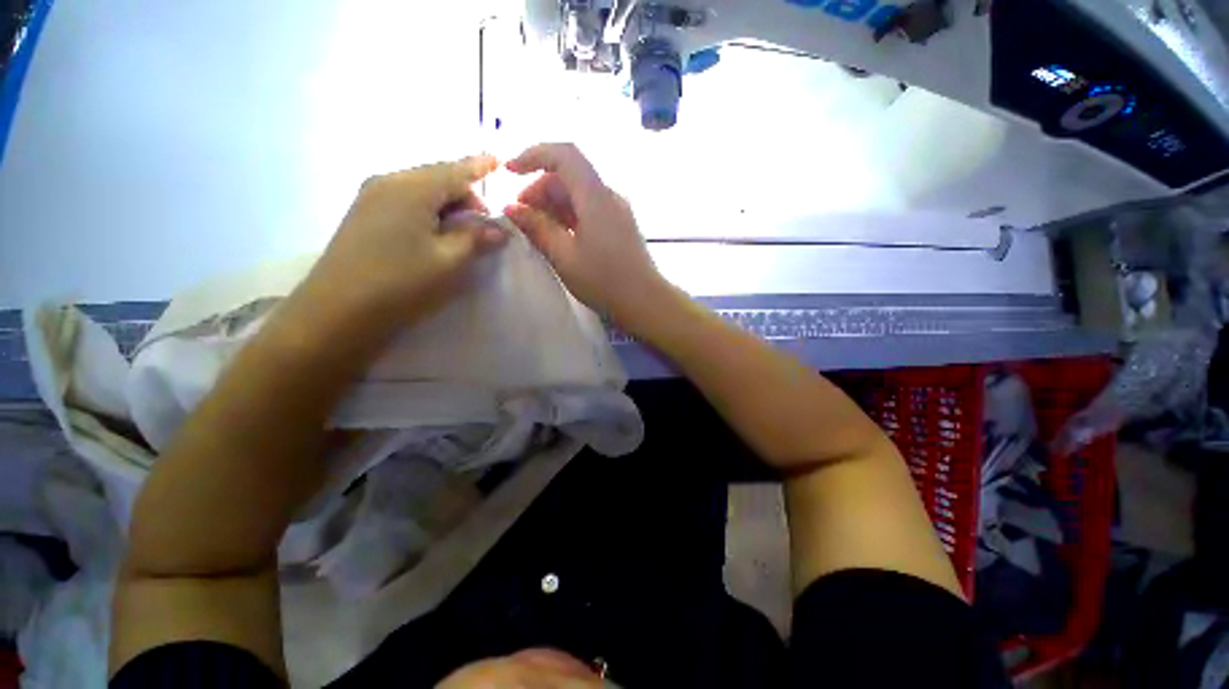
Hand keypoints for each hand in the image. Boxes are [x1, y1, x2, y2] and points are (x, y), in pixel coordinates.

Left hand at [307, 155, 505, 323]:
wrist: (337, 311)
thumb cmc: (401, 282)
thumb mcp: (449, 261)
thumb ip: (476, 238)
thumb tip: (500, 228)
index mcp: (412, 188)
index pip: (456, 171)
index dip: (480, 167)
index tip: (499, 160)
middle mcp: (389, 182)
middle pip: (438, 177)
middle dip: (466, 195)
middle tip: (485, 226)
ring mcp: (371, 197)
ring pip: (422, 190)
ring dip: (448, 205)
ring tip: (463, 233)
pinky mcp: (364, 214)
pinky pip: (406, 201)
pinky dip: (429, 211)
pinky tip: (436, 233)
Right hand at [503, 143, 672, 332]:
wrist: (646, 302)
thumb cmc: (604, 281)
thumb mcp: (565, 257)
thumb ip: (538, 229)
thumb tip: (512, 209)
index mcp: (596, 197)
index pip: (564, 155)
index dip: (533, 155)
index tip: (509, 172)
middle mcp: (609, 196)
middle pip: (569, 176)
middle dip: (539, 189)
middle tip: (521, 218)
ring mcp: (617, 211)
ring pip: (579, 194)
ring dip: (553, 205)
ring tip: (536, 231)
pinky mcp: (620, 226)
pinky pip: (590, 209)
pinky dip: (569, 216)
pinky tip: (559, 237)